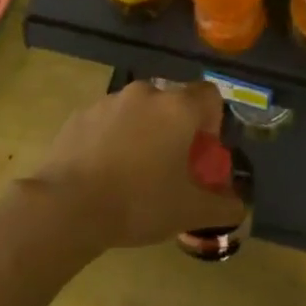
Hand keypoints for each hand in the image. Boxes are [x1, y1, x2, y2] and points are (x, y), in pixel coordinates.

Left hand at [24, 80, 244, 252]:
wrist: (67, 206)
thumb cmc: (139, 203)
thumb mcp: (191, 212)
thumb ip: (224, 206)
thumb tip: (238, 207)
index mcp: (178, 108)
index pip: (209, 96)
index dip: (212, 123)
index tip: (201, 154)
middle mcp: (145, 94)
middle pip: (172, 102)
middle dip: (176, 129)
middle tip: (170, 167)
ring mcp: (108, 101)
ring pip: (138, 111)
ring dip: (144, 132)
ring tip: (134, 172)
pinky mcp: (79, 115)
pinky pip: (108, 121)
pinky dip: (113, 138)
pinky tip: (104, 172)